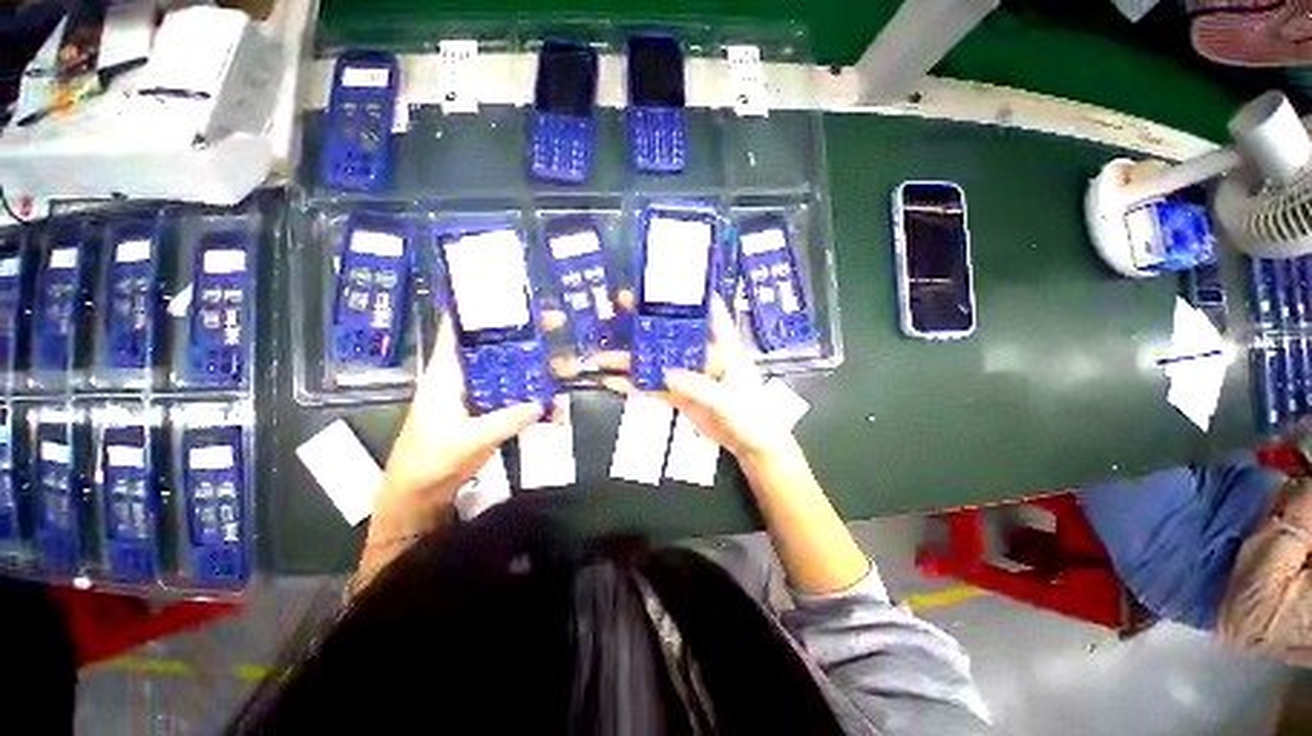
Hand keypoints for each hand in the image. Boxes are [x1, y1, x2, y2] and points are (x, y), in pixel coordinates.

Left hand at [369, 311, 566, 541]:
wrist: (420, 492)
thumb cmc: (430, 459)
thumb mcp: (468, 439)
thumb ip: (505, 420)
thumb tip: (542, 403)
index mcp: (447, 373)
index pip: (460, 331)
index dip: (480, 310)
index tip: (510, 294)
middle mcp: (464, 377)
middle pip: (495, 347)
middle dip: (524, 335)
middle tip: (554, 324)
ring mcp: (478, 394)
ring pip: (509, 371)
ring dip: (534, 365)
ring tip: (563, 361)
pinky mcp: (489, 411)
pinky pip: (515, 395)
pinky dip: (534, 393)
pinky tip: (554, 394)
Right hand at [594, 294, 792, 461]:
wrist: (749, 444)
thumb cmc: (750, 415)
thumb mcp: (729, 401)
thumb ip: (701, 388)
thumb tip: (667, 375)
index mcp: (722, 347)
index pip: (709, 311)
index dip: (690, 292)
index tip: (667, 278)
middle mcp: (701, 354)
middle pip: (671, 332)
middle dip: (647, 318)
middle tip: (621, 303)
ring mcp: (686, 374)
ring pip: (656, 361)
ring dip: (631, 358)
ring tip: (602, 354)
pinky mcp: (678, 393)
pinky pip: (653, 387)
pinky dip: (635, 386)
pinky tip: (613, 383)